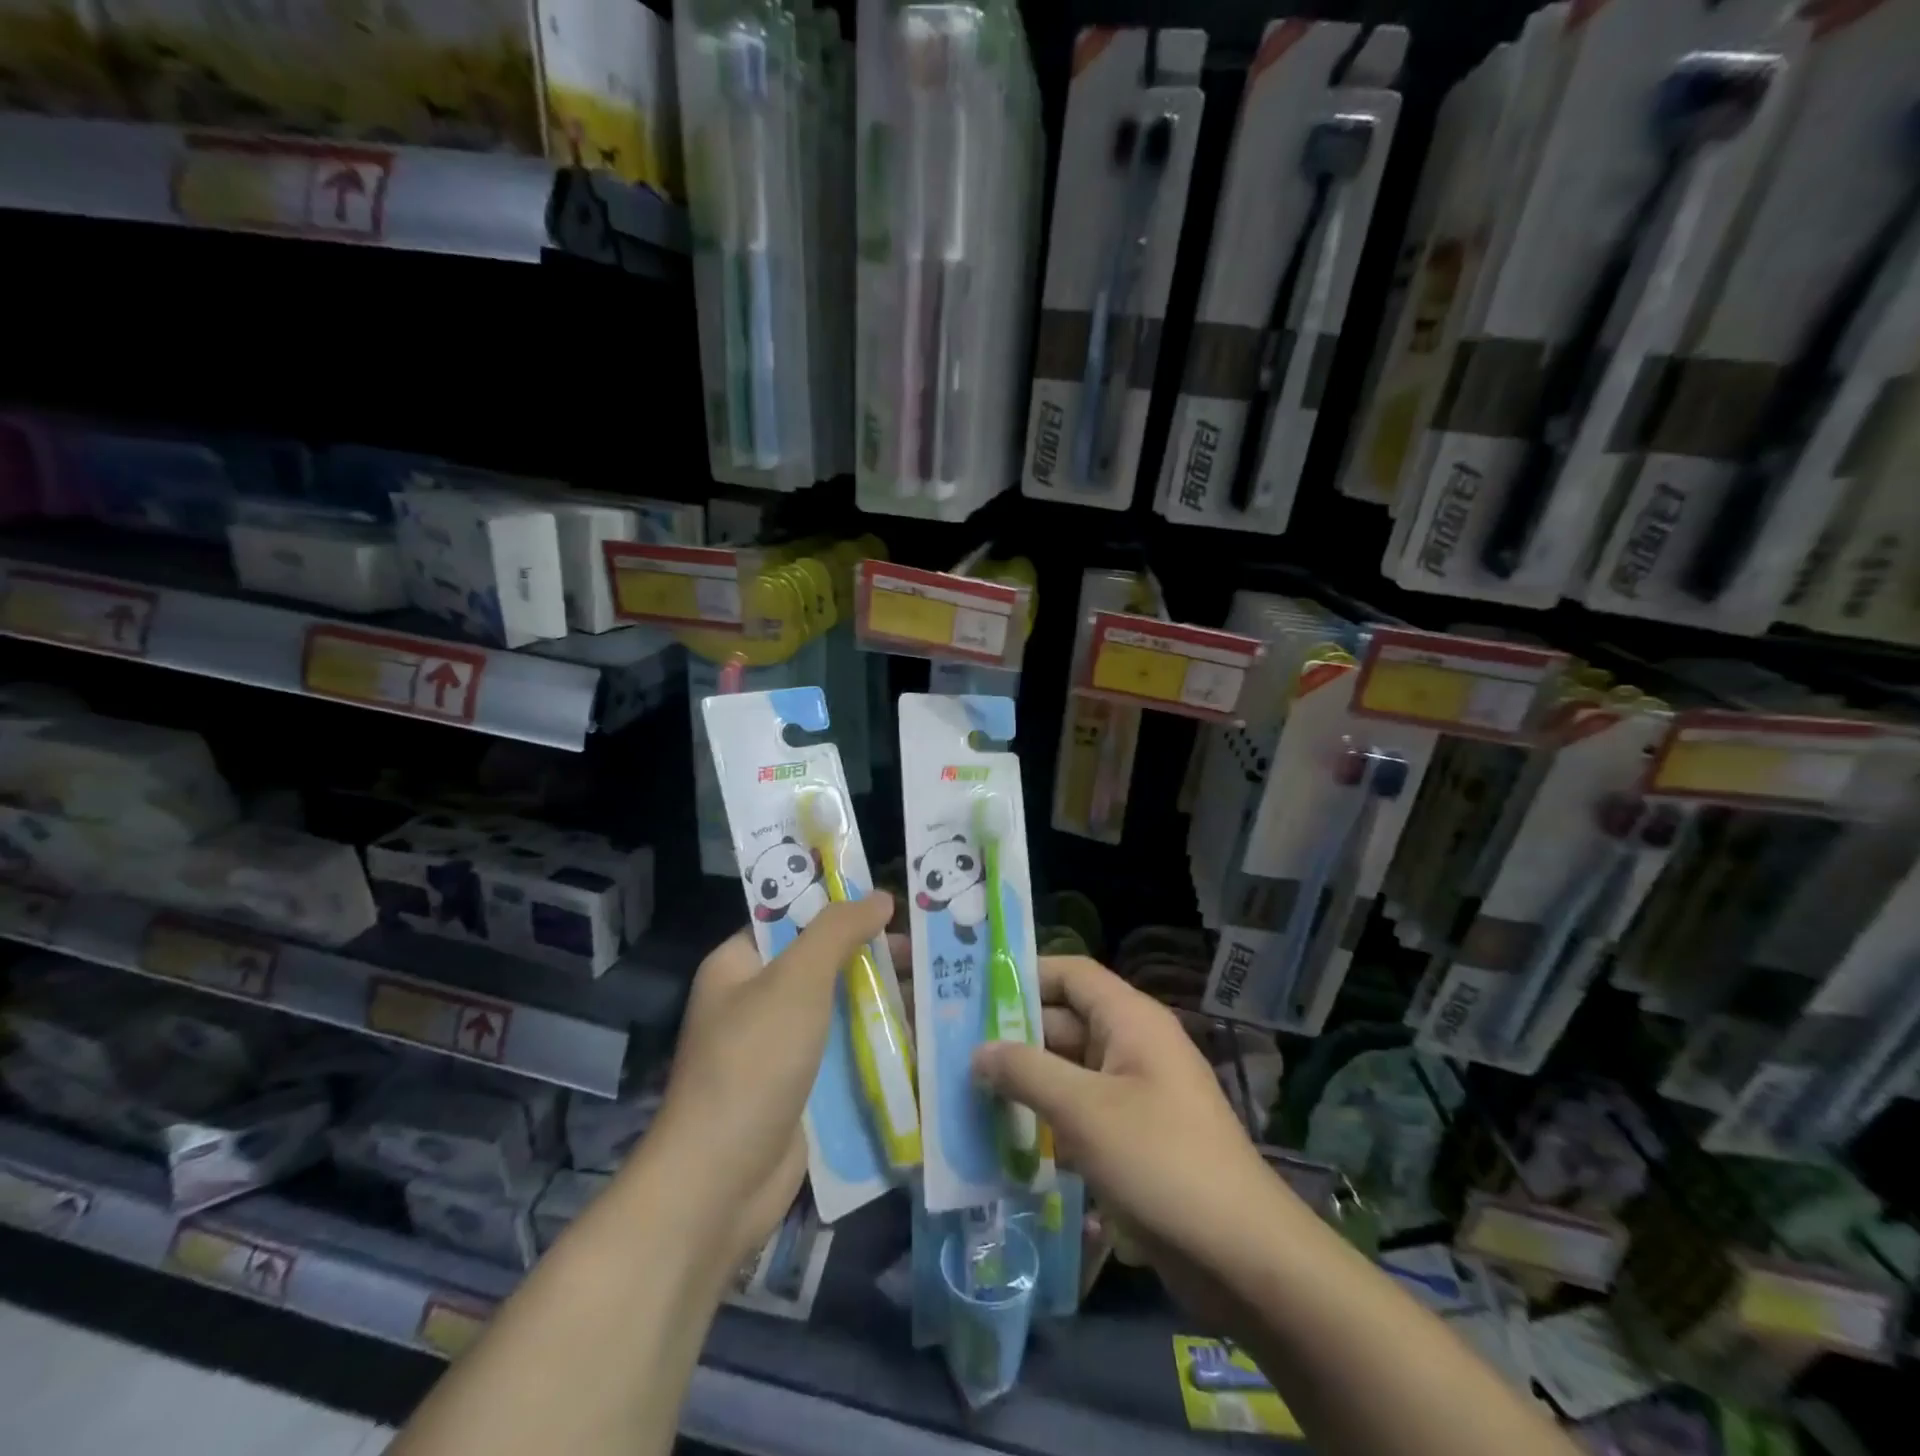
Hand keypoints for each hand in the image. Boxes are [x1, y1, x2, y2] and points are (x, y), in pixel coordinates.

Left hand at [646, 894, 894, 1269]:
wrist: (720, 1184)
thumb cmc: (753, 1064)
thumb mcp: (796, 981)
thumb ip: (838, 932)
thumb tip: (880, 897)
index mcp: (739, 964)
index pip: (792, 918)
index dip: (840, 905)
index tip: (893, 902)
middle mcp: (756, 1000)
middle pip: (824, 963)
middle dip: (873, 955)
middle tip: (929, 949)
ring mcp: (780, 1048)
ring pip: (840, 1009)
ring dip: (883, 1000)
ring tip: (940, 988)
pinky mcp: (802, 1089)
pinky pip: (846, 1052)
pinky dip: (879, 1043)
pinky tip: (925, 1036)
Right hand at [972, 956, 1292, 1284]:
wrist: (1243, 1257)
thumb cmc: (1160, 1161)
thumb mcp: (1084, 1111)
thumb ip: (1026, 1072)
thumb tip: (978, 1051)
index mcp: (1130, 1020)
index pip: (1070, 974)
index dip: (1024, 975)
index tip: (973, 992)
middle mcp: (1132, 1046)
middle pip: (1064, 1022)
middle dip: (1014, 1036)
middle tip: (953, 1050)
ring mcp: (1134, 1093)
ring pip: (1068, 1071)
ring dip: (1025, 1082)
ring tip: (966, 1093)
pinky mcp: (1133, 1137)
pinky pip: (1081, 1112)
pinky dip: (1047, 1119)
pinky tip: (1004, 1140)